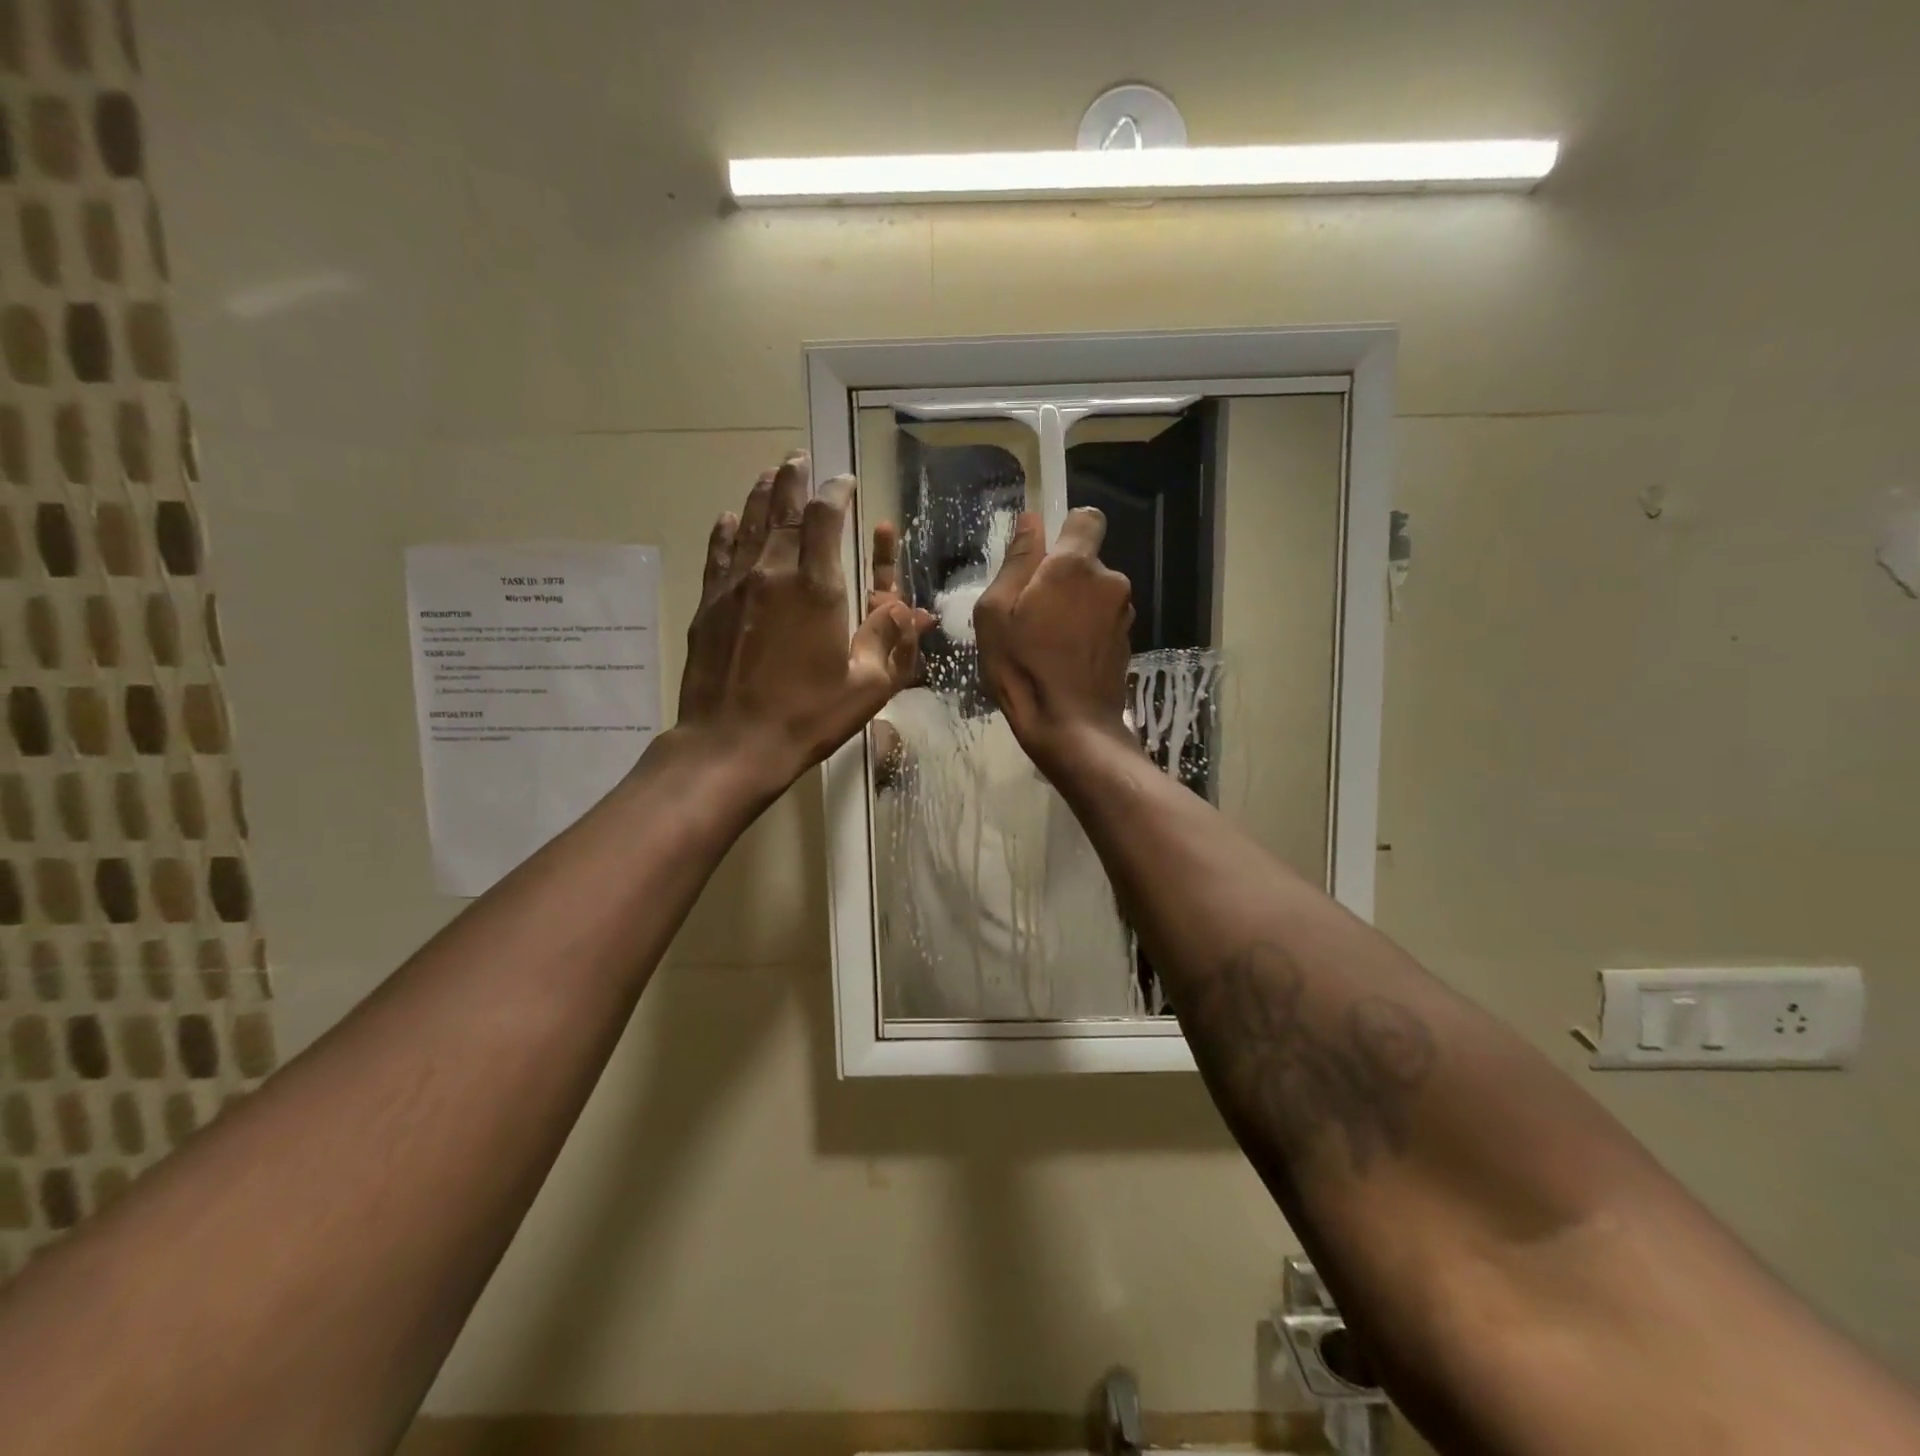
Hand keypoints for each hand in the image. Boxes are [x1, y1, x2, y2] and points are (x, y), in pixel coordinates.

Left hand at [676, 453, 927, 790]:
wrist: (731, 743)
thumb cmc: (807, 716)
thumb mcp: (867, 686)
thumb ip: (891, 641)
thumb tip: (915, 612)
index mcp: (817, 588)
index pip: (826, 517)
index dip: (836, 491)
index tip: (845, 481)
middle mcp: (773, 573)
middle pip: (783, 508)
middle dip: (795, 479)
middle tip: (801, 459)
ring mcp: (735, 586)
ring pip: (748, 523)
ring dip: (761, 494)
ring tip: (771, 473)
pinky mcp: (709, 604)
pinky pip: (719, 553)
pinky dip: (726, 530)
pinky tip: (728, 518)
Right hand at [973, 508, 1136, 768]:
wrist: (1071, 728)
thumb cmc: (1022, 667)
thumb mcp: (996, 613)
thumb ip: (1017, 562)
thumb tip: (1031, 521)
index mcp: (1075, 566)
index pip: (1087, 518)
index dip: (1065, 530)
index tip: (1042, 558)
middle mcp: (1110, 581)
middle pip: (1085, 562)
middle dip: (1061, 578)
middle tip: (1029, 614)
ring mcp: (1123, 614)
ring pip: (1093, 594)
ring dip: (1073, 607)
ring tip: (1045, 642)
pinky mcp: (1127, 642)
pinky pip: (1101, 621)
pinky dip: (1085, 631)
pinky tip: (1064, 660)